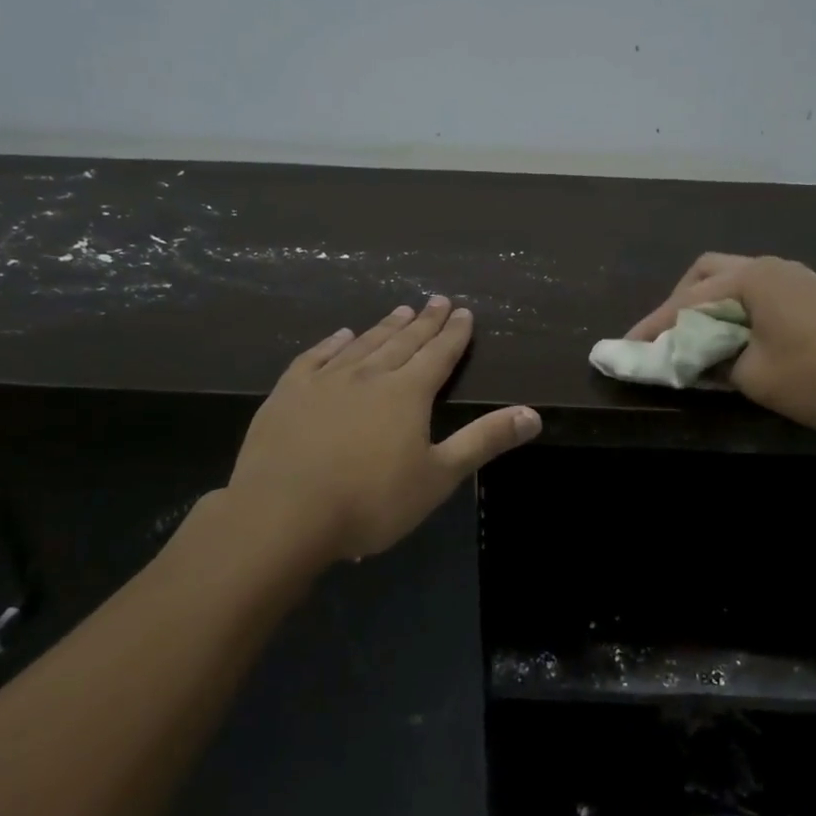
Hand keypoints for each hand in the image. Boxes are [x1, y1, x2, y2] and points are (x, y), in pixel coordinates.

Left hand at [226, 296, 540, 562]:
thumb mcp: (438, 476)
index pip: (438, 354)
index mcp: (408, 393)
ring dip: (385, 326)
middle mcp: (369, 375)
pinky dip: (333, 343)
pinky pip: (315, 357)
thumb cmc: (371, 501)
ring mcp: (325, 381)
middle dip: (424, 321)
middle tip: (437, 299)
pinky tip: (341, 335)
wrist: (283, 515)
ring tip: (400, 309)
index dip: (454, 333)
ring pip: (363, 343)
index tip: (463, 311)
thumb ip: (485, 441)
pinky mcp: (289, 393)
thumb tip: (533, 415)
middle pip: (404, 341)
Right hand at [626, 254, 815, 431]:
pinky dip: (736, 314)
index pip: (686, 301)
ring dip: (709, 308)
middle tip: (666, 339)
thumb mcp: (758, 378)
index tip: (625, 350)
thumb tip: (697, 358)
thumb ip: (715, 364)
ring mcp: (796, 279)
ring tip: (696, 343)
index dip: (653, 327)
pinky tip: (737, 342)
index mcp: (752, 279)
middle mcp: (770, 267)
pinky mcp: (814, 296)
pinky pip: (759, 296)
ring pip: (734, 283)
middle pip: (707, 274)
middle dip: (679, 304)